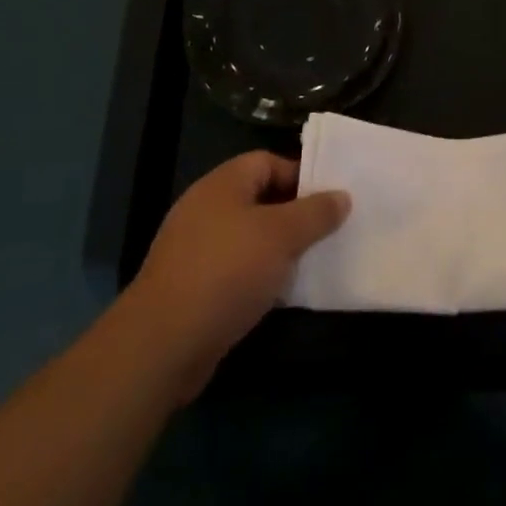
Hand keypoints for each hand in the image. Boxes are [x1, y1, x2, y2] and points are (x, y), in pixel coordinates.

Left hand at [123, 152, 349, 402]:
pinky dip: (259, 276)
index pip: (268, 161)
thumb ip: (315, 212)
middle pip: (259, 199)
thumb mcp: (281, 235)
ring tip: (311, 261)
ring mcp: (195, 248)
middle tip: (328, 230)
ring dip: (278, 248)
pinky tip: (280, 292)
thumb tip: (342, 195)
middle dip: (294, 214)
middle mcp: (206, 208)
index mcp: (223, 183)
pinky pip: (236, 269)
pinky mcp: (192, 286)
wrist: (163, 343)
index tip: (330, 198)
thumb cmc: (227, 272)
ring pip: (249, 237)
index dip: (301, 175)